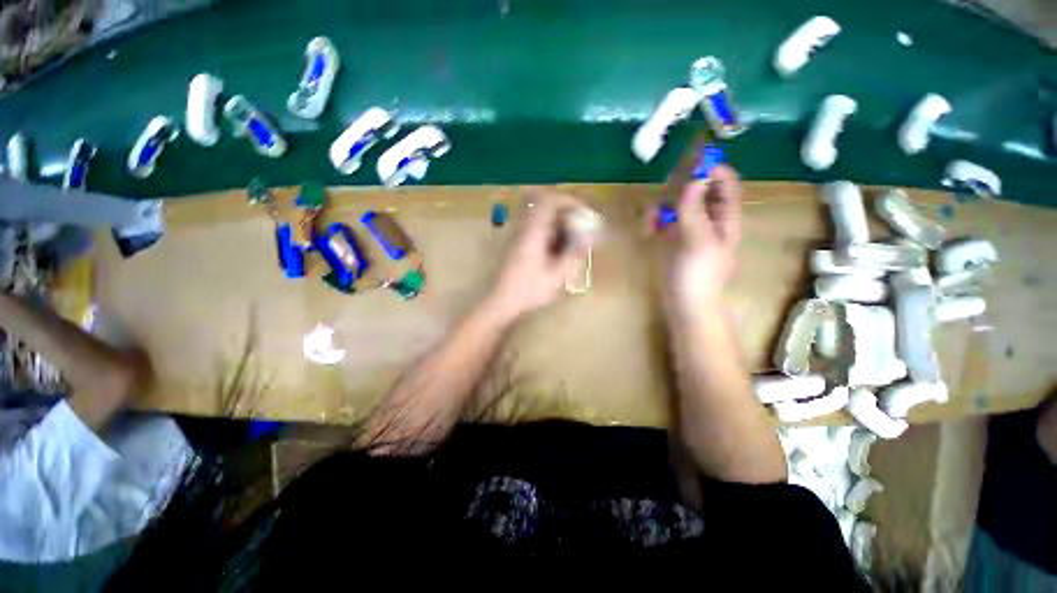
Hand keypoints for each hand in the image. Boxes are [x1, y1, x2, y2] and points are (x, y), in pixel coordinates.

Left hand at [487, 190, 594, 320]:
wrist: (498, 301)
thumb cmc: (527, 290)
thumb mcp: (556, 275)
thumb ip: (572, 254)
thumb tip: (587, 239)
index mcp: (532, 231)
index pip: (549, 200)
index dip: (568, 201)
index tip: (582, 213)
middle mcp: (522, 227)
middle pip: (543, 204)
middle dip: (564, 212)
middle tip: (577, 227)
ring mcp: (516, 234)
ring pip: (538, 216)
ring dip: (556, 222)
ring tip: (569, 240)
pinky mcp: (514, 243)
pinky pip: (533, 227)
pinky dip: (547, 232)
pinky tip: (554, 250)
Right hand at [659, 164, 742, 316]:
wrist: (684, 304)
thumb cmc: (698, 274)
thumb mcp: (698, 240)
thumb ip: (694, 209)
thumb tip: (695, 178)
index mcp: (725, 219)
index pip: (727, 186)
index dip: (716, 171)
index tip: (695, 163)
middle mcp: (708, 220)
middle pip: (701, 191)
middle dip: (683, 188)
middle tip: (664, 188)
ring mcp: (688, 229)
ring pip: (678, 205)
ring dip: (663, 206)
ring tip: (651, 218)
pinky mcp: (671, 240)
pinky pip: (664, 221)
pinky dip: (655, 221)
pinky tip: (646, 230)